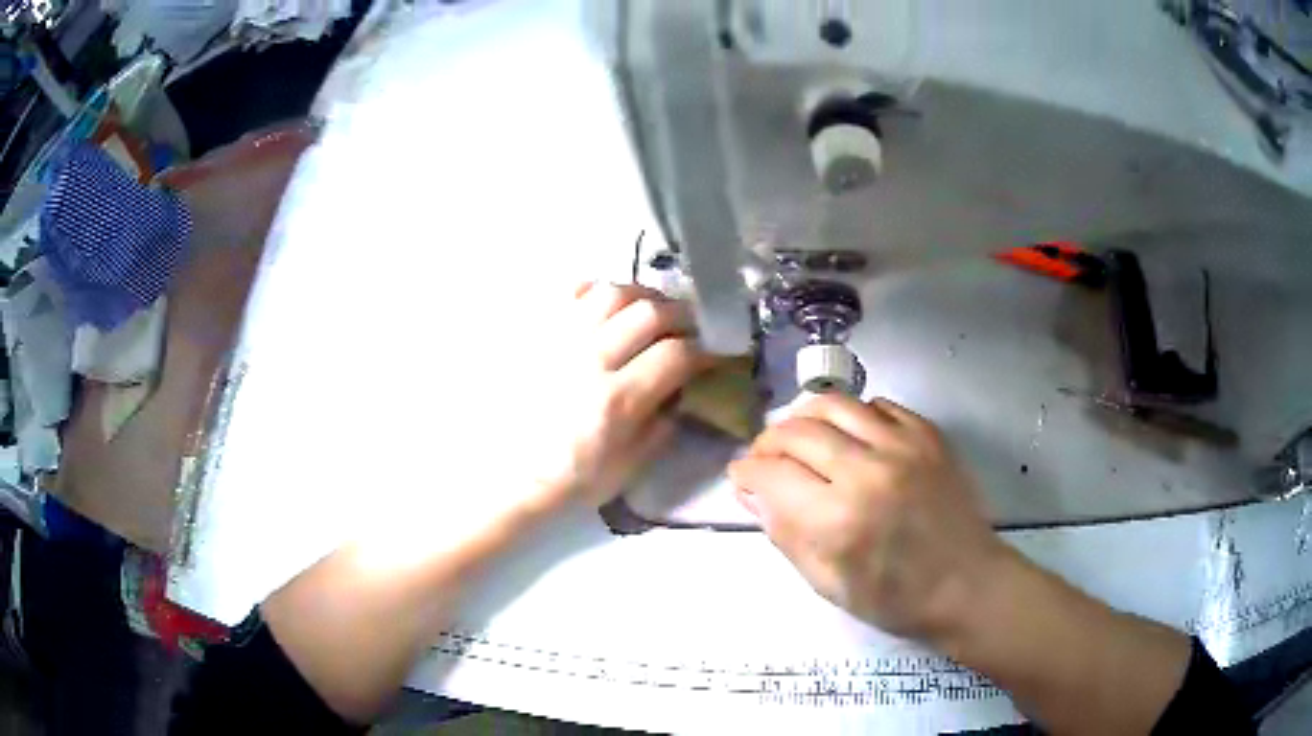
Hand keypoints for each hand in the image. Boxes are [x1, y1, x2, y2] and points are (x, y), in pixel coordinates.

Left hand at [528, 282, 711, 508]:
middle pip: (650, 312)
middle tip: (689, 327)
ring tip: (651, 311)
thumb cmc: (569, 479)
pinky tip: (608, 308)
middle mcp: (588, 359)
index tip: (715, 353)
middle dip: (682, 315)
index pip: (677, 354)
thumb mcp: (628, 467)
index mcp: (616, 401)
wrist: (506, 476)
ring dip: (643, 297)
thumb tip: (682, 388)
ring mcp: (558, 339)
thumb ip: (662, 425)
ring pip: (612, 292)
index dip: (706, 349)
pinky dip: (598, 292)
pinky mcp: (535, 331)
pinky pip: (571, 291)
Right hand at [728, 394, 1008, 641]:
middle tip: (764, 458)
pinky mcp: (928, 434)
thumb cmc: (893, 598)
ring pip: (834, 404)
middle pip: (796, 431)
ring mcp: (902, 446)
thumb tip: (752, 492)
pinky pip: (877, 405)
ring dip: (804, 416)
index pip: (770, 474)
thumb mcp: (826, 583)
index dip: (745, 472)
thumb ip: (784, 534)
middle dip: (767, 442)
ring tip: (798, 436)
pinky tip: (850, 436)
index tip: (741, 477)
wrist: (965, 584)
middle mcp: (867, 471)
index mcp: (836, 520)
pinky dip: (852, 415)